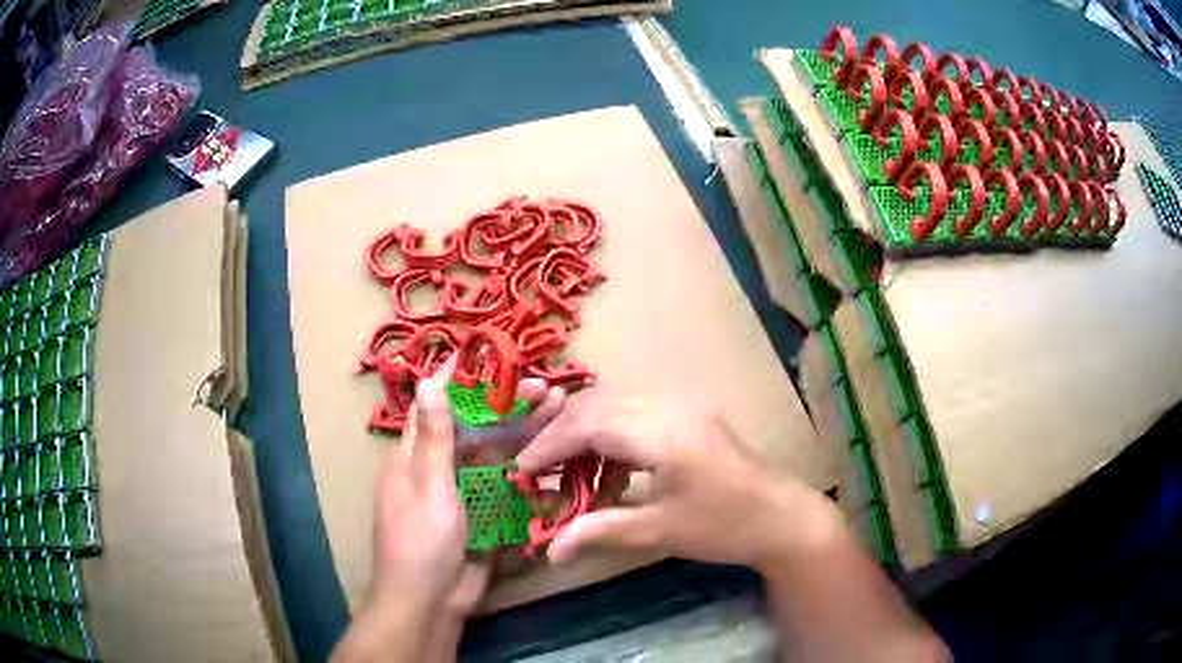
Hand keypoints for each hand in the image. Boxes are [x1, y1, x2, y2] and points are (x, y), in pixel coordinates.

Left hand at [333, 359, 562, 661]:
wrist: (431, 603)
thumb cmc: (420, 543)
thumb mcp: (427, 489)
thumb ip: (434, 440)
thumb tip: (427, 382)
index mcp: (414, 459)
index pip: (435, 407)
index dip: (456, 380)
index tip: (482, 354)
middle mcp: (438, 471)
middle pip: (474, 431)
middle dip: (506, 408)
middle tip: (543, 388)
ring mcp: (463, 495)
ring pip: (495, 457)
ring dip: (523, 436)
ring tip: (558, 411)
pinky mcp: (483, 517)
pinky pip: (506, 488)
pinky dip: (527, 473)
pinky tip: (555, 458)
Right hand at [514, 390, 838, 568]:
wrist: (782, 517)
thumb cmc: (724, 526)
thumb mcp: (660, 532)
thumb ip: (601, 532)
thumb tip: (549, 551)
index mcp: (664, 433)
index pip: (590, 425)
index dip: (549, 444)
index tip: (521, 469)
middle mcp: (670, 408)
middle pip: (598, 405)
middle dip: (560, 432)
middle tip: (535, 465)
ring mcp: (683, 408)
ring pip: (615, 404)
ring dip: (585, 431)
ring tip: (566, 469)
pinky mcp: (690, 417)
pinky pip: (636, 413)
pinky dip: (611, 436)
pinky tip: (608, 470)